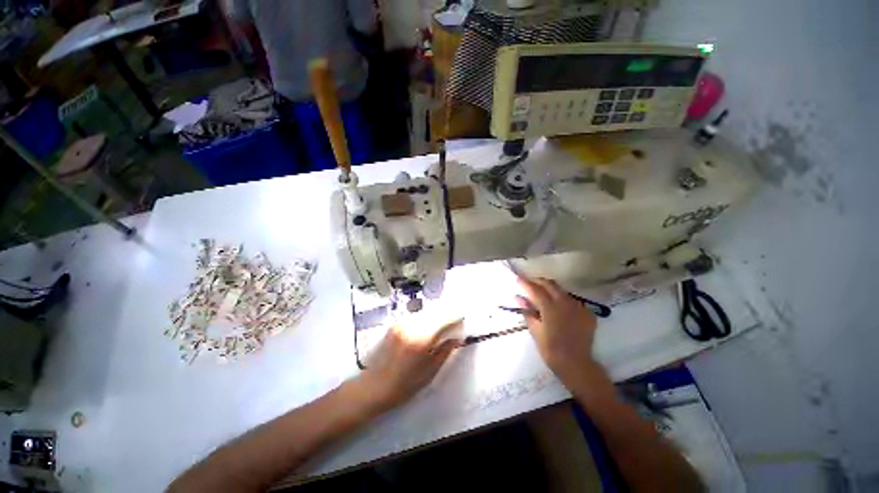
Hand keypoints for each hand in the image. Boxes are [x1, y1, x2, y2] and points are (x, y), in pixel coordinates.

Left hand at [356, 318, 461, 410]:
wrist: (376, 386)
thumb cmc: (405, 384)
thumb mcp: (431, 371)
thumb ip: (446, 351)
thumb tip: (457, 338)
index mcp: (422, 339)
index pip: (444, 320)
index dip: (456, 318)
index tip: (463, 319)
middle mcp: (412, 326)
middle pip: (435, 312)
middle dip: (447, 314)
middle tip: (455, 320)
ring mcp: (402, 323)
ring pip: (426, 312)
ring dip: (436, 315)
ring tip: (443, 323)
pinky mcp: (396, 324)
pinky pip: (416, 316)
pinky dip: (425, 318)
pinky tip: (428, 326)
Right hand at [517, 277, 599, 386]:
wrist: (577, 365)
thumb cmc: (551, 350)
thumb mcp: (535, 331)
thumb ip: (527, 312)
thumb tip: (518, 298)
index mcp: (550, 307)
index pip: (535, 289)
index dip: (525, 283)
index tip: (518, 278)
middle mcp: (565, 302)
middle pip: (550, 284)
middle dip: (538, 281)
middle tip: (529, 283)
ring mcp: (578, 307)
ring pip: (561, 290)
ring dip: (550, 288)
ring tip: (542, 293)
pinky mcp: (587, 313)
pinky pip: (572, 300)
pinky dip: (562, 299)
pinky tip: (558, 306)